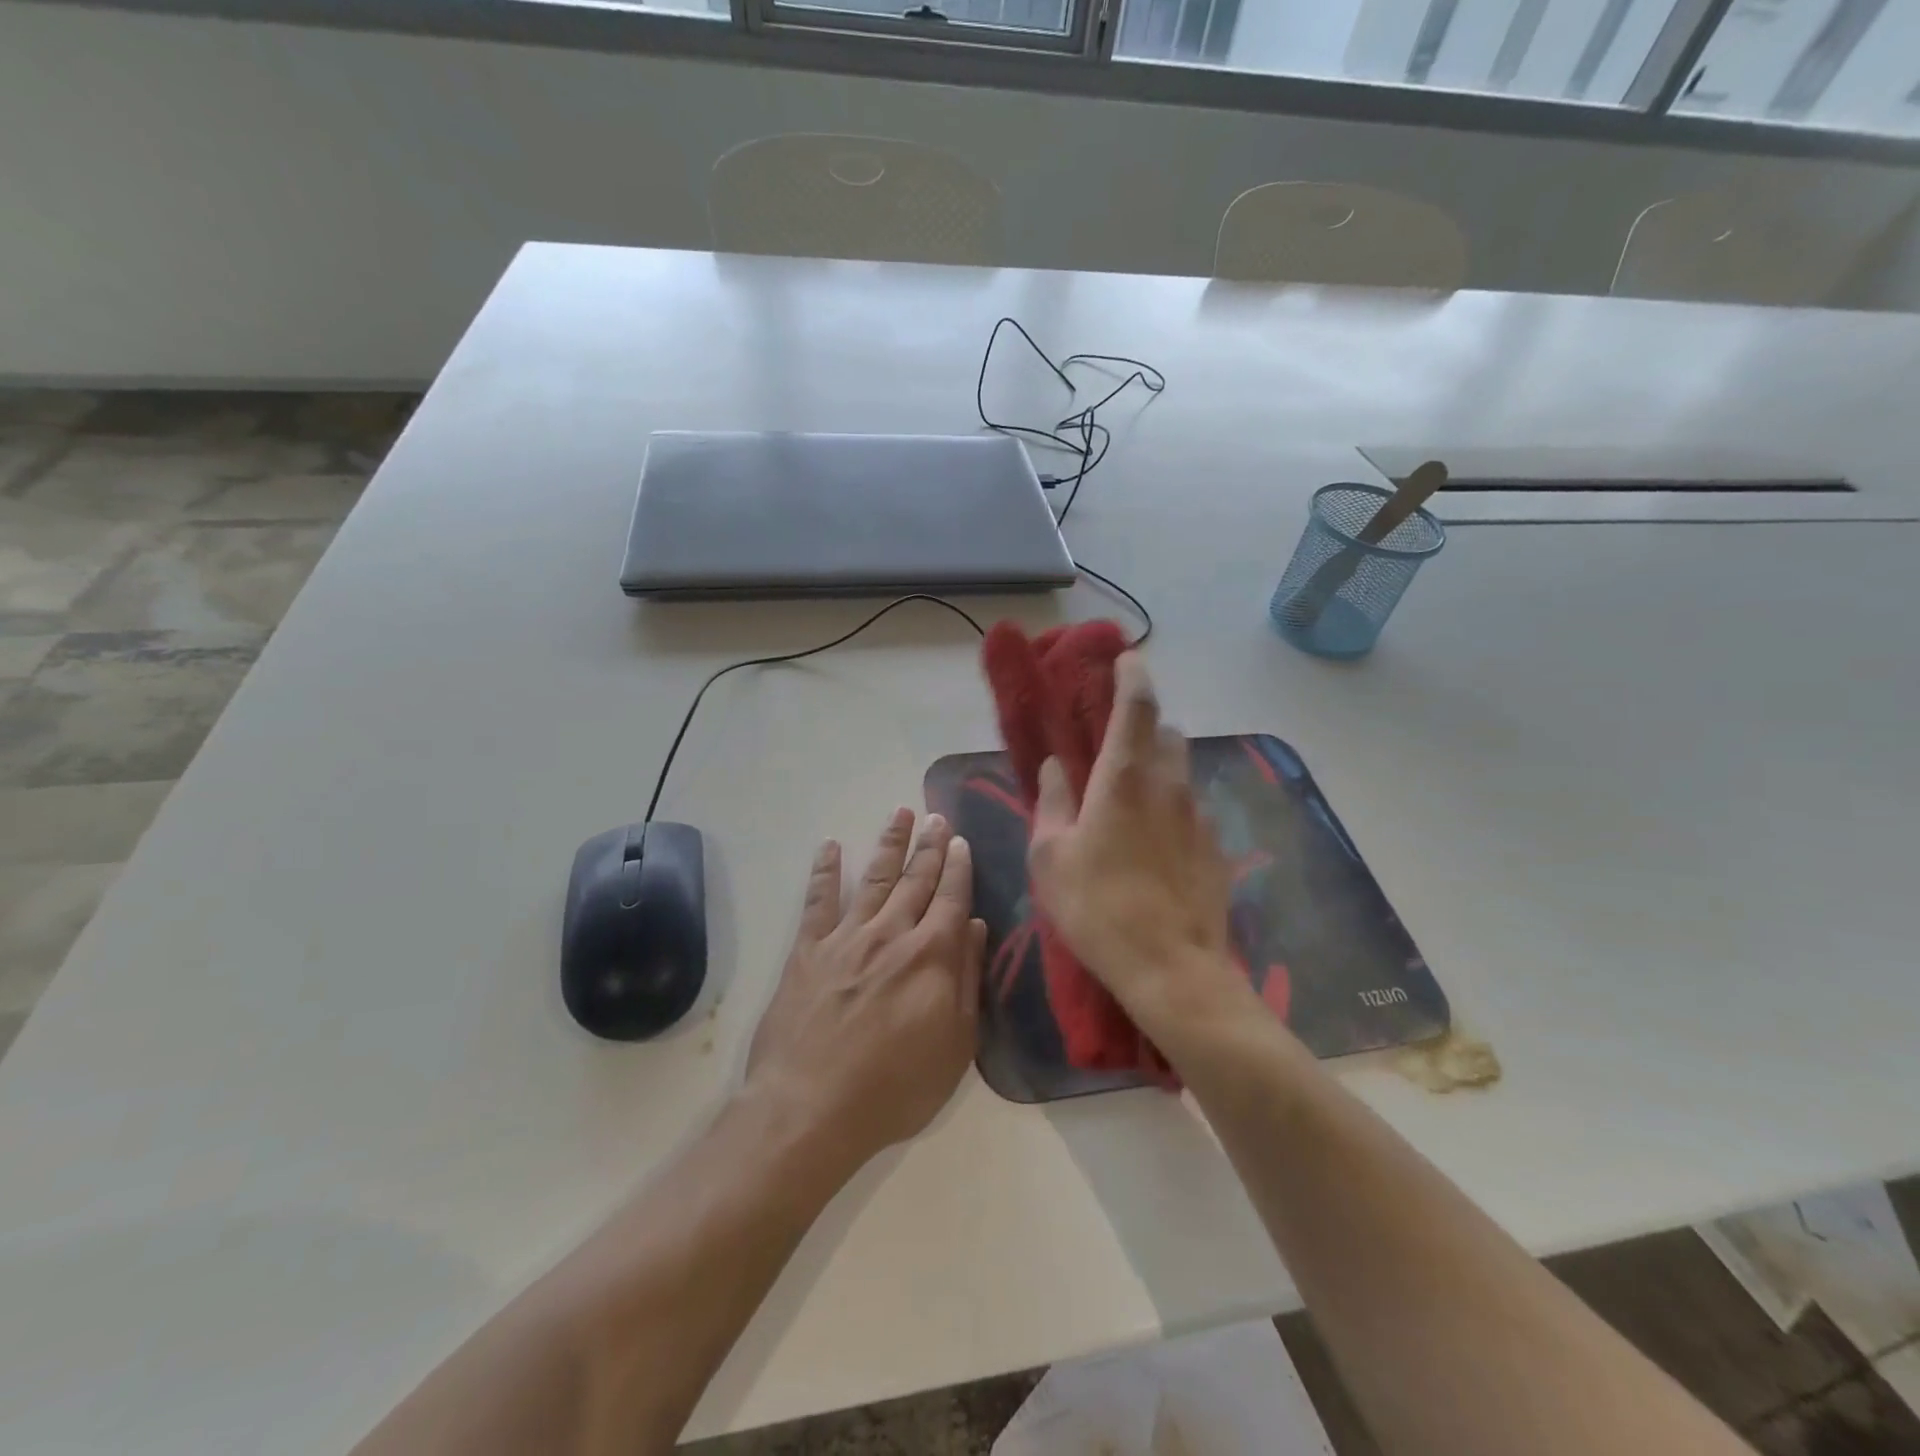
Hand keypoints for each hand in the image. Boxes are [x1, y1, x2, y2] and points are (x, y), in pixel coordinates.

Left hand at [744, 808, 986, 1172]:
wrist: (812, 1108)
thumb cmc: (895, 1087)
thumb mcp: (955, 1045)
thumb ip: (967, 980)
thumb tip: (976, 927)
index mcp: (931, 955)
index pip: (951, 899)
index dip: (958, 867)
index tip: (962, 841)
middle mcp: (891, 934)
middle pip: (915, 880)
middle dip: (929, 846)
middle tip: (937, 816)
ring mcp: (846, 938)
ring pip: (874, 878)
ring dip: (889, 844)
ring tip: (899, 813)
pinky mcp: (808, 950)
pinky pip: (818, 901)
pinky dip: (824, 871)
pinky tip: (830, 846)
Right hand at [1028, 653, 1239, 1027]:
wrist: (1172, 969)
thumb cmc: (1097, 907)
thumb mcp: (1051, 856)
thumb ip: (1052, 803)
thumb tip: (1056, 768)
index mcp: (1125, 778)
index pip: (1136, 707)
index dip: (1132, 676)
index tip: (1127, 659)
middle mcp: (1169, 786)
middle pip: (1166, 734)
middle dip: (1144, 729)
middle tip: (1116, 748)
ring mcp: (1199, 817)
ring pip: (1181, 773)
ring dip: (1158, 772)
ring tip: (1131, 805)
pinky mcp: (1215, 849)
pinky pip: (1191, 812)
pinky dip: (1171, 812)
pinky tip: (1153, 849)